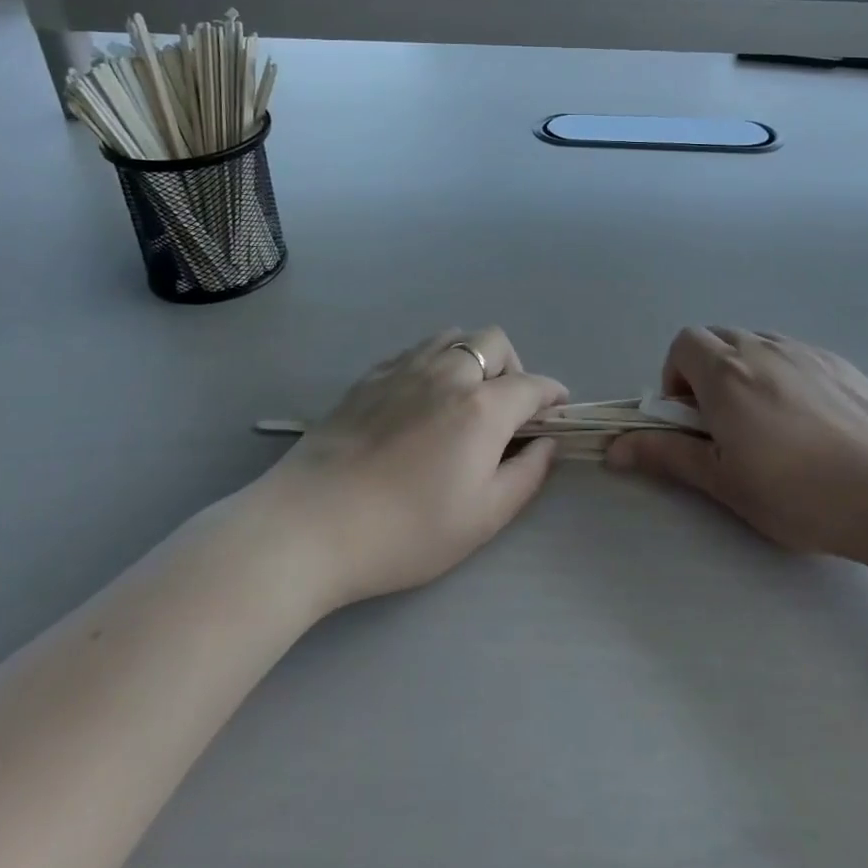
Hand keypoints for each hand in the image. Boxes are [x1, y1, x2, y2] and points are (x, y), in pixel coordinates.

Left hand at [263, 327, 566, 608]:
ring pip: (453, 337)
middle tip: (505, 409)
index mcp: (481, 407)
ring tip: (463, 398)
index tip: (557, 411)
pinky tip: (420, 400)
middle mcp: (447, 373)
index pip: (532, 384)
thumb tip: (547, 443)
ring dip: (472, 358)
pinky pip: (415, 351)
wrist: (311, 526)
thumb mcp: (482, 518)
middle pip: (494, 342)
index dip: (553, 395)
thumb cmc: (406, 531)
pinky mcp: (369, 378)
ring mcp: (403, 369)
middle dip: (513, 368)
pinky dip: (434, 363)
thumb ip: (526, 475)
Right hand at [608, 328, 867, 588]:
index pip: (683, 344)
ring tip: (768, 425)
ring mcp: (806, 351)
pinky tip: (809, 422)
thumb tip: (613, 448)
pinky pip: (794, 355)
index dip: (675, 377)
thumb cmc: (801, 493)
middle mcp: (763, 348)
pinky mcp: (841, 363)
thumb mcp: (726, 482)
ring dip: (744, 372)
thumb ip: (667, 455)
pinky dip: (782, 375)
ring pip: (757, 344)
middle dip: (706, 372)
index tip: (691, 419)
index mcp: (727, 373)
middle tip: (724, 425)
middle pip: (717, 338)